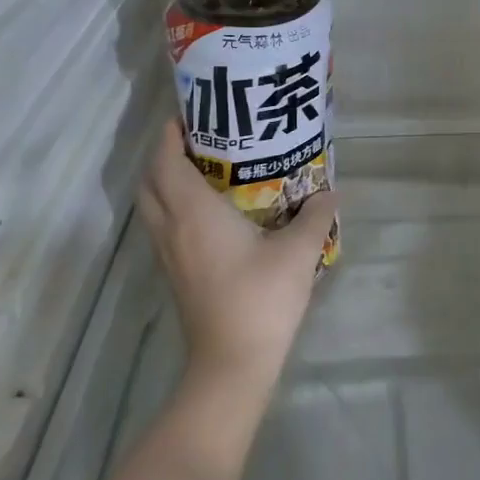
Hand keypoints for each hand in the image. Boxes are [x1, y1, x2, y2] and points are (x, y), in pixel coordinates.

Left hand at [138, 118, 336, 387]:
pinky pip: (163, 226)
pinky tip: (208, 211)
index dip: (169, 133)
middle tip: (199, 139)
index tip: (190, 113)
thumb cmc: (261, 299)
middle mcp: (172, 228)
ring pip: (152, 206)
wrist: (232, 365)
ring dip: (166, 181)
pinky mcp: (175, 274)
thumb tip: (330, 191)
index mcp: (194, 213)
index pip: (166, 161)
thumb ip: (316, 215)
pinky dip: (173, 207)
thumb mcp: (299, 252)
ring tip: (203, 169)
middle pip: (149, 181)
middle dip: (163, 154)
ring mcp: (169, 255)